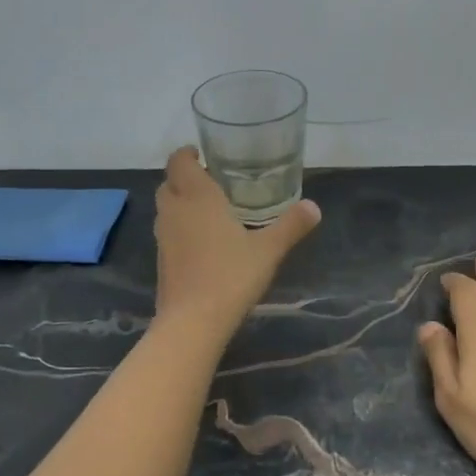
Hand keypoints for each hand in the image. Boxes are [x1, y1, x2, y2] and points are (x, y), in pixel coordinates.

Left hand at [152, 147, 319, 333]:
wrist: (193, 321)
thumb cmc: (231, 275)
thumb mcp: (269, 249)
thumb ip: (291, 225)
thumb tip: (314, 207)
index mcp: (197, 197)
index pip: (178, 161)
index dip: (187, 154)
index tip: (203, 154)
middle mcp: (175, 211)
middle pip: (169, 183)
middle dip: (185, 178)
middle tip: (212, 182)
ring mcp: (163, 237)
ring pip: (167, 208)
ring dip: (181, 203)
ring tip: (210, 210)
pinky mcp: (161, 261)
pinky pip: (168, 232)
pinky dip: (181, 228)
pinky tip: (204, 242)